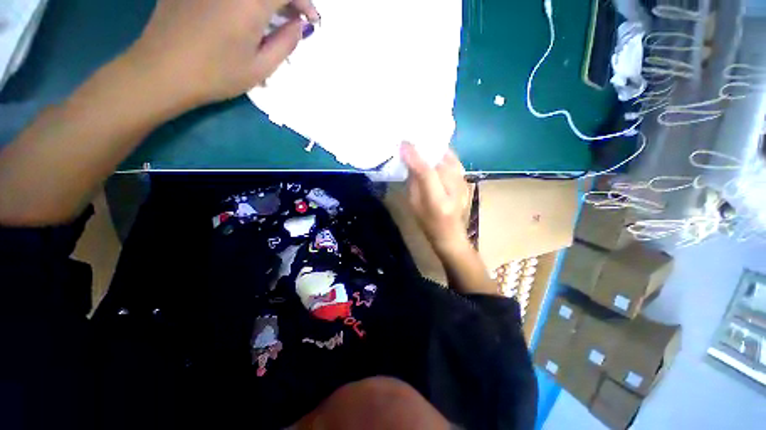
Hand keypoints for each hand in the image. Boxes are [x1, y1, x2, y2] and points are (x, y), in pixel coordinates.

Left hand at [128, 0, 318, 107]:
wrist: (163, 70)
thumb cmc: (217, 74)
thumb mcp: (261, 67)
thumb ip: (286, 43)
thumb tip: (299, 25)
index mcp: (251, 2)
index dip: (304, 1)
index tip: (311, 19)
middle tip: (293, 16)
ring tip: (271, 15)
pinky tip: (243, 10)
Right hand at [401, 142, 470, 254]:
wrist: (451, 235)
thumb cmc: (428, 224)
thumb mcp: (414, 206)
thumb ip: (413, 183)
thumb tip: (410, 161)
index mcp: (438, 201)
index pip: (427, 173)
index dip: (415, 157)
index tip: (404, 144)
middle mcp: (454, 190)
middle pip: (441, 160)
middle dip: (426, 147)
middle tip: (412, 138)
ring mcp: (464, 184)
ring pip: (450, 157)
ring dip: (436, 148)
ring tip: (423, 141)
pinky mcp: (466, 181)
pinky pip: (455, 161)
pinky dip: (444, 153)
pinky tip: (436, 151)